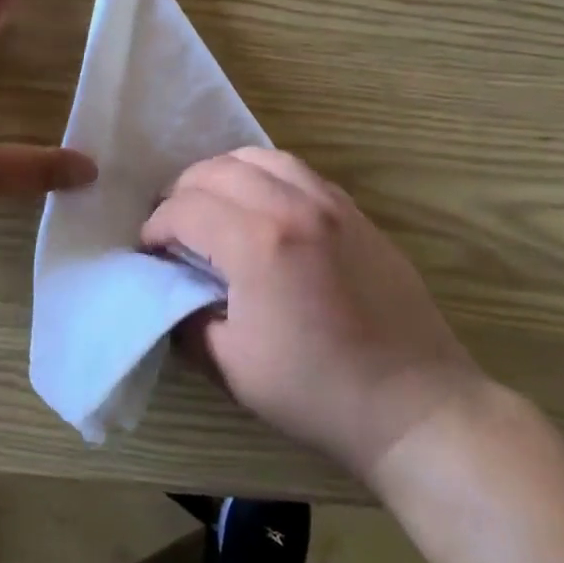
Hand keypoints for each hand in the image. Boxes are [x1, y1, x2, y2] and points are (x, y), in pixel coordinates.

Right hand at [141, 148, 483, 479]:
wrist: (414, 405)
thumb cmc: (317, 392)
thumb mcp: (232, 366)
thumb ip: (187, 319)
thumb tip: (170, 289)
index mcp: (258, 243)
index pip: (185, 209)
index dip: (156, 228)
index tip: (150, 252)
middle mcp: (293, 206)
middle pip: (216, 170)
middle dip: (182, 193)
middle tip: (174, 229)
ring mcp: (331, 203)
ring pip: (259, 157)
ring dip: (223, 175)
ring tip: (213, 207)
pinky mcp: (356, 211)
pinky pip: (297, 170)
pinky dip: (264, 176)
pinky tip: (262, 208)